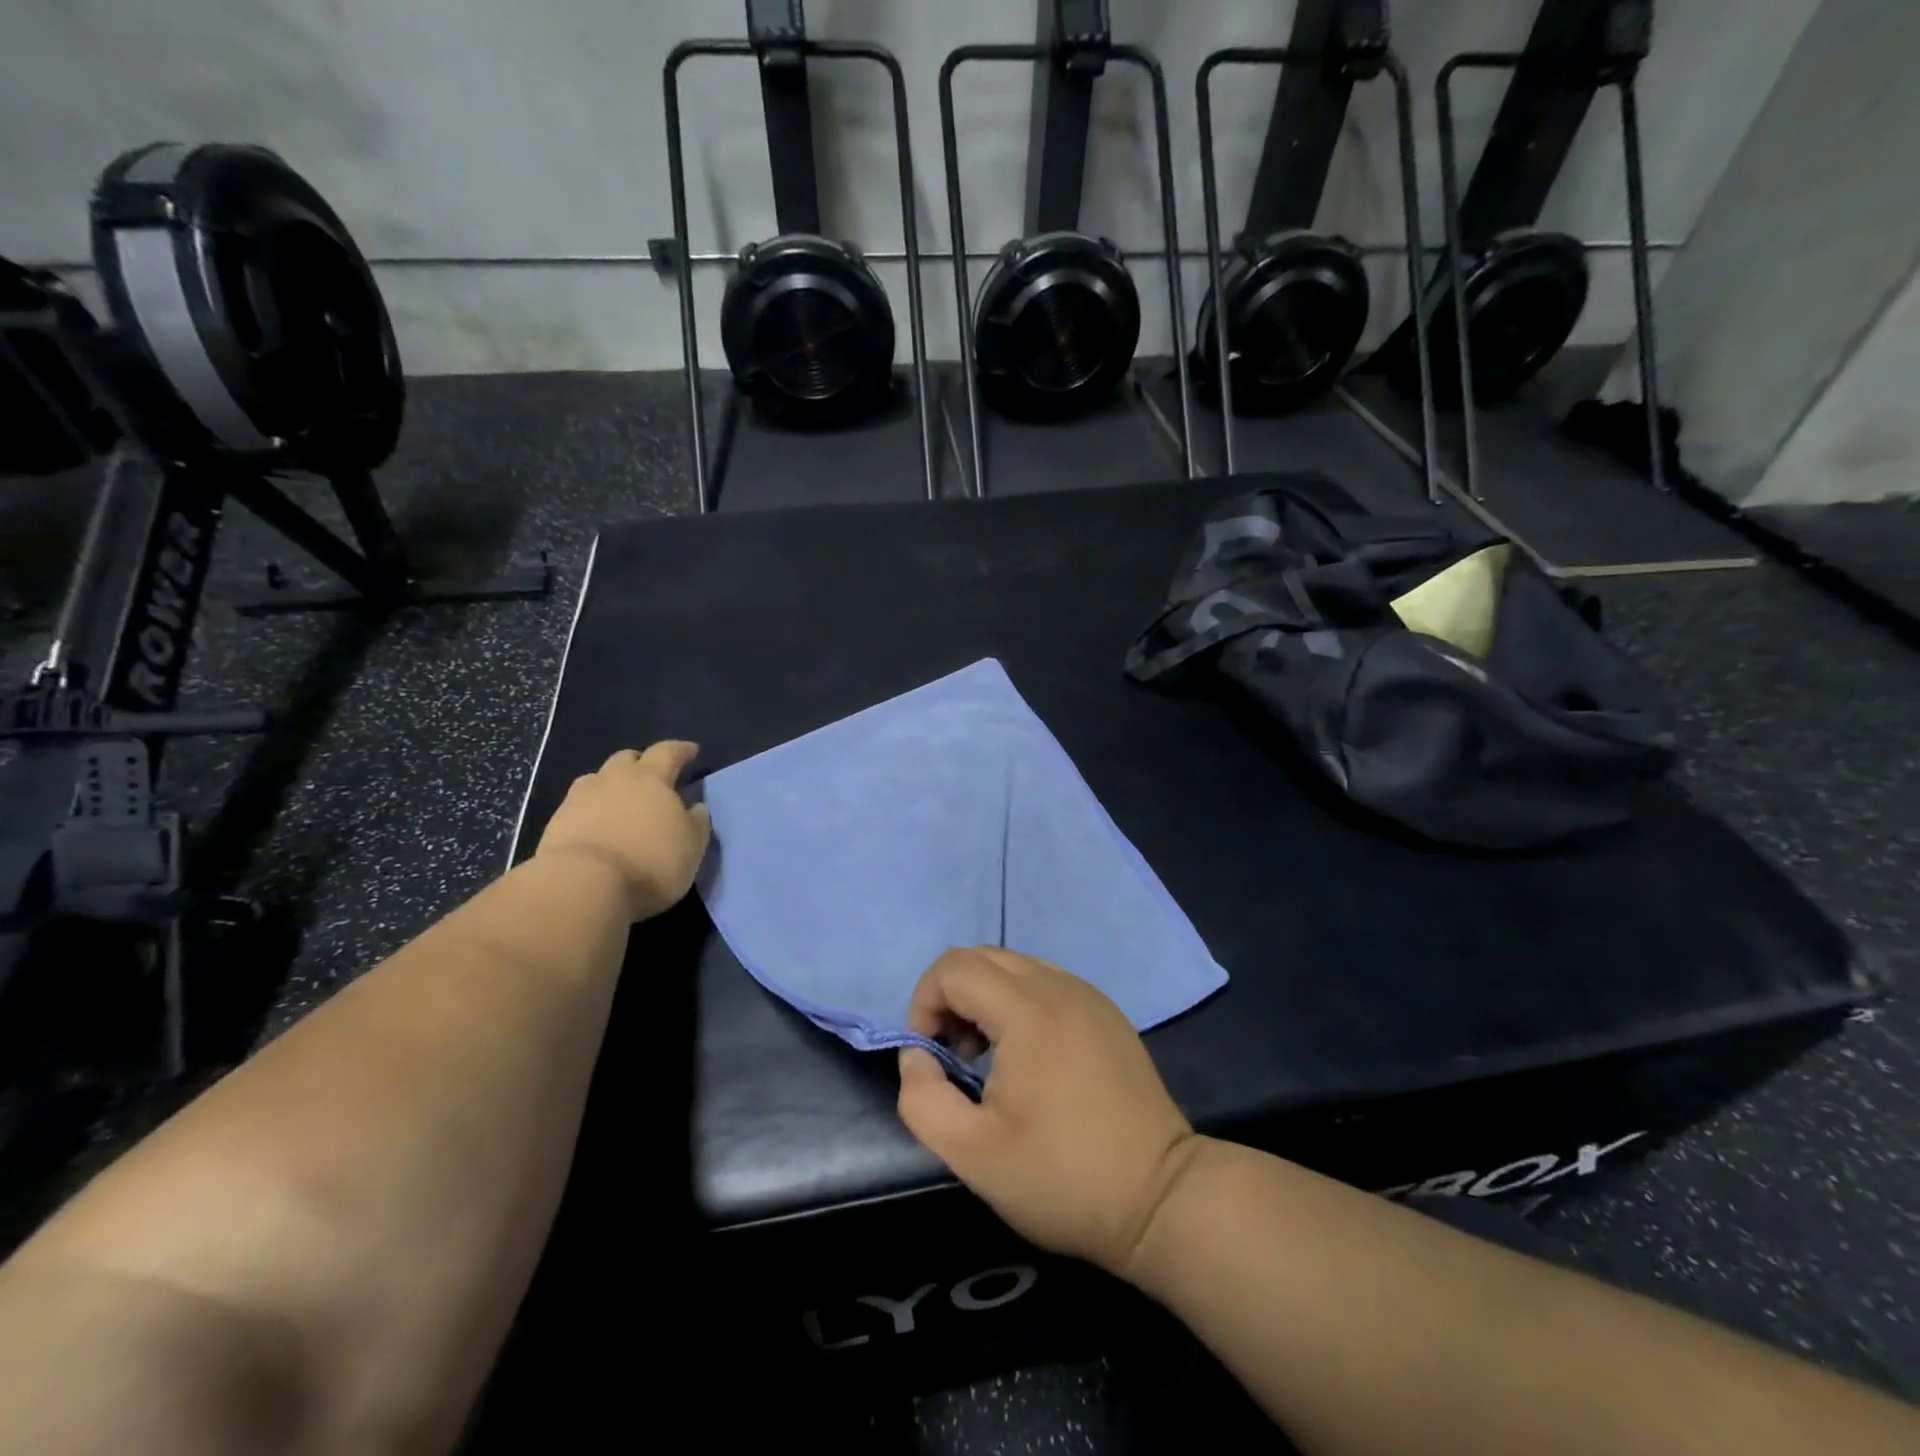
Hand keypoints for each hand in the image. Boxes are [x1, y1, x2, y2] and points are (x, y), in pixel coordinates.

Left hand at [536, 742, 711, 920]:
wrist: (582, 886)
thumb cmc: (650, 862)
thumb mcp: (692, 845)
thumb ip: (696, 821)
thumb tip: (695, 807)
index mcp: (650, 777)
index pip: (668, 752)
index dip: (682, 750)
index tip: (692, 751)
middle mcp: (612, 779)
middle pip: (627, 759)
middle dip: (641, 763)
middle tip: (652, 777)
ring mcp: (579, 799)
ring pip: (597, 780)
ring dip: (611, 786)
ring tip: (620, 802)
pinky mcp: (556, 824)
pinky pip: (578, 807)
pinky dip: (591, 811)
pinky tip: (598, 828)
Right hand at [895, 947, 1200, 1278]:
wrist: (1160, 1197)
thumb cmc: (1062, 1177)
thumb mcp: (973, 1154)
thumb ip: (923, 1098)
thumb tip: (917, 1055)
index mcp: (1027, 1010)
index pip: (954, 967)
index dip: (924, 1003)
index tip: (931, 1055)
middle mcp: (1059, 986)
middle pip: (983, 957)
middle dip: (952, 997)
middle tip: (955, 1056)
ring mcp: (1088, 994)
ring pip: (1015, 966)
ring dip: (985, 998)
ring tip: (988, 1057)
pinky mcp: (1106, 1011)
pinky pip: (1046, 982)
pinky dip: (1019, 1002)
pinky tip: (1028, 1056)